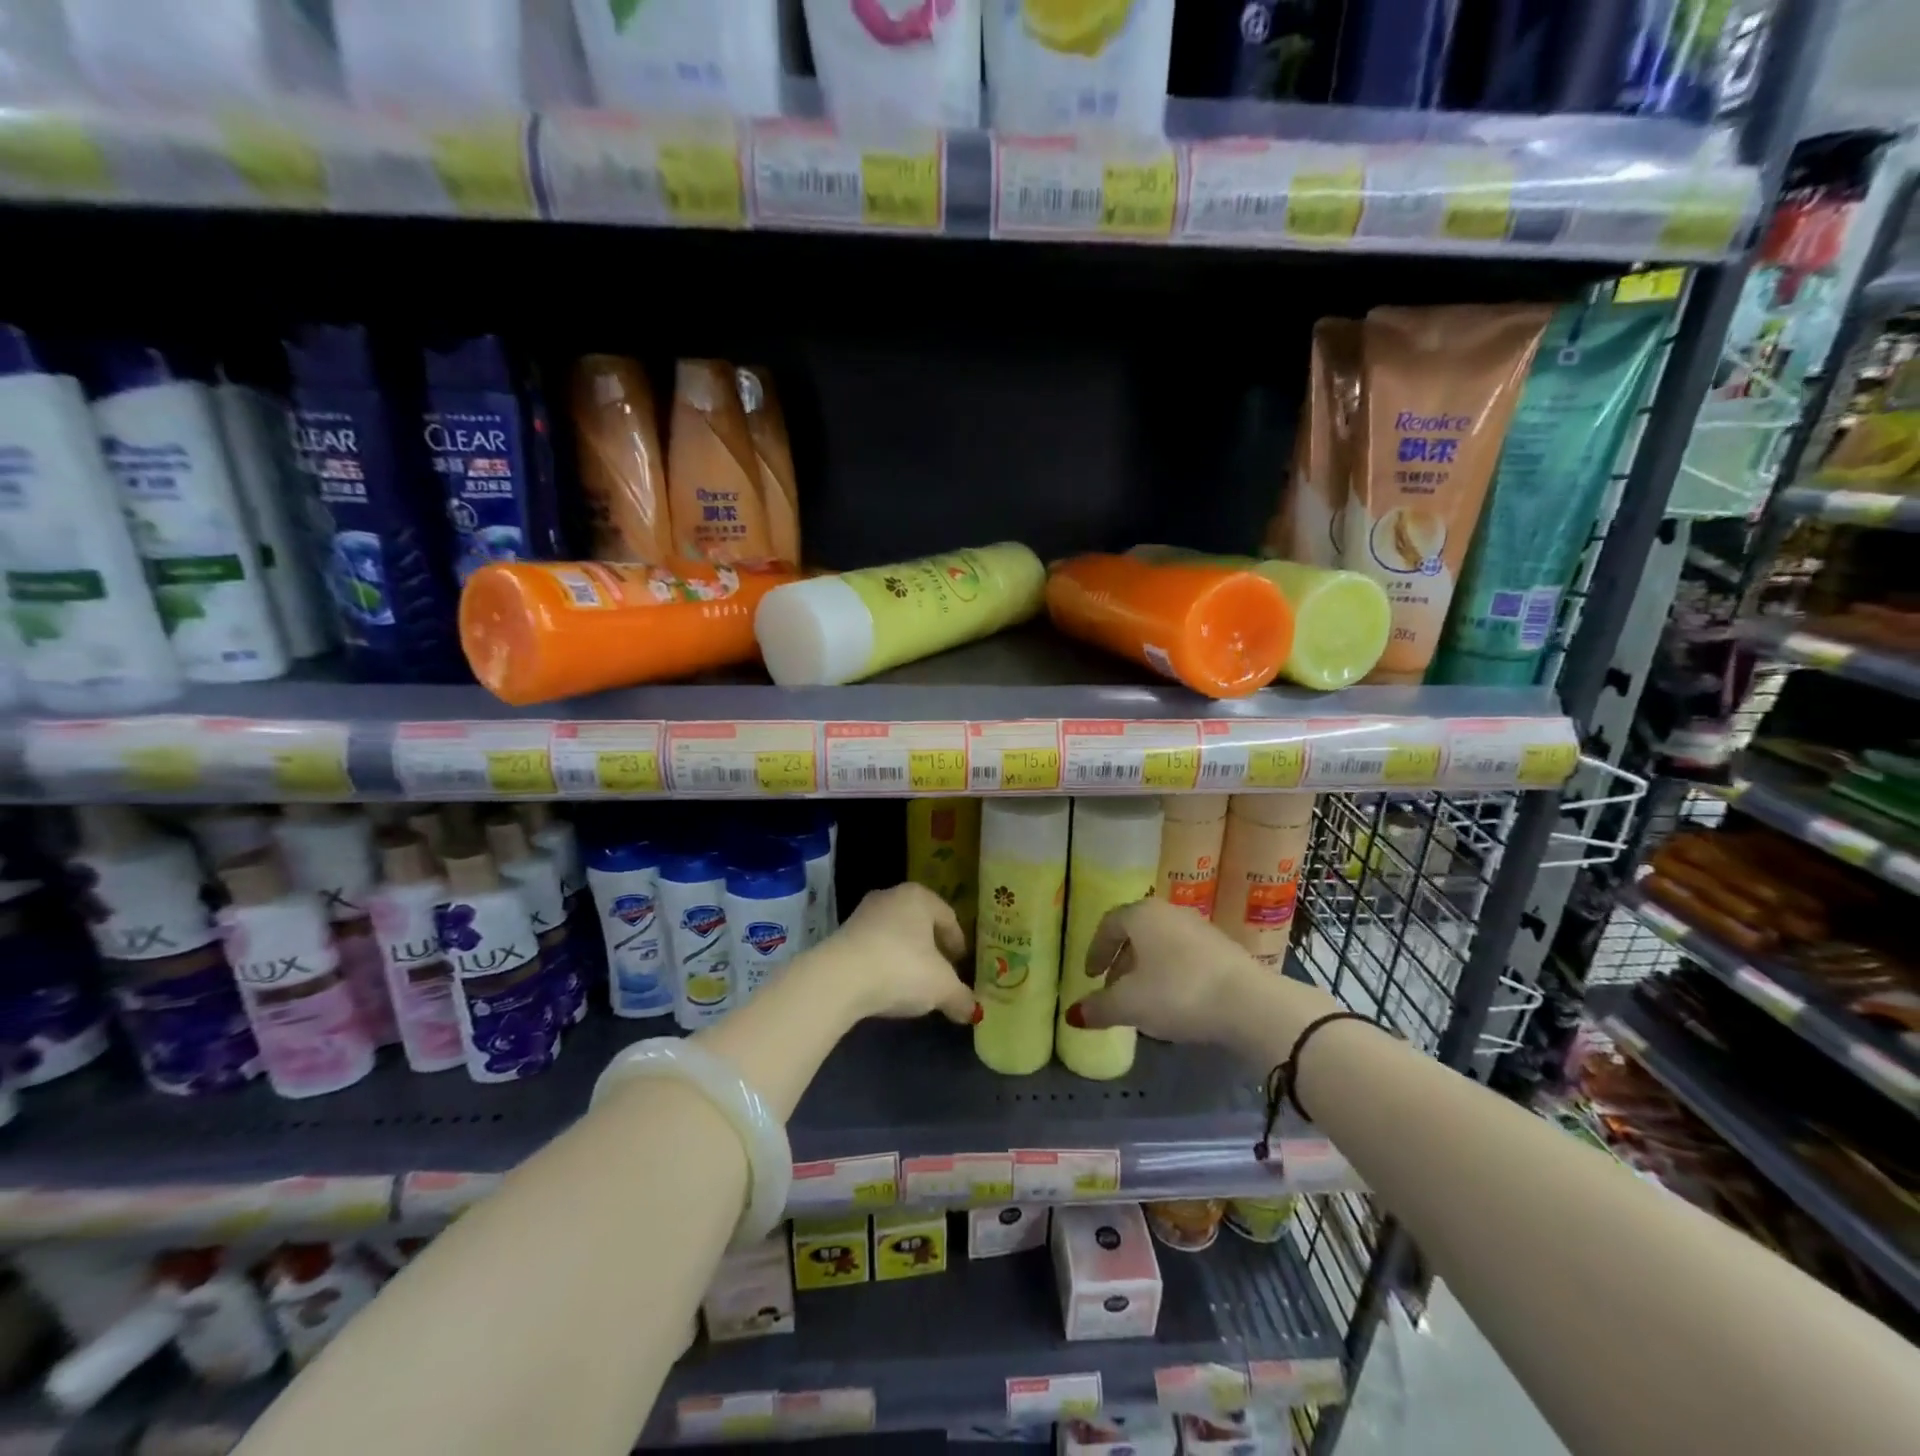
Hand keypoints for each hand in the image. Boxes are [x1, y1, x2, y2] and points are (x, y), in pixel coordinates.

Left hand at [820, 882, 977, 1025]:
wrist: (839, 979)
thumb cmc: (902, 969)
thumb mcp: (942, 987)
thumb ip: (961, 997)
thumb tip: (973, 1011)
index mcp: (919, 897)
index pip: (947, 916)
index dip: (957, 942)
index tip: (961, 963)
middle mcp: (890, 896)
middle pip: (919, 923)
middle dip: (931, 947)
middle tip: (940, 972)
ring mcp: (862, 914)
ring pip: (894, 935)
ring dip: (905, 956)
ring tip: (913, 983)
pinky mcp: (841, 936)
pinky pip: (873, 948)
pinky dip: (883, 964)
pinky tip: (886, 986)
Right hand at [1064, 898, 1328, 1045]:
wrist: (1249, 1003)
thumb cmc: (1178, 993)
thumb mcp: (1130, 1005)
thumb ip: (1099, 1007)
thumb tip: (1072, 1014)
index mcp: (1141, 914)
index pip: (1109, 924)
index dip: (1095, 951)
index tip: (1090, 977)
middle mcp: (1169, 912)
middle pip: (1136, 933)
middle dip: (1121, 962)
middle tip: (1113, 990)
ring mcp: (1200, 928)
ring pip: (1162, 945)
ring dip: (1147, 970)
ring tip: (1143, 1001)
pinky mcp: (1223, 948)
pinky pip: (1185, 956)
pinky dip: (1172, 974)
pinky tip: (1176, 1002)